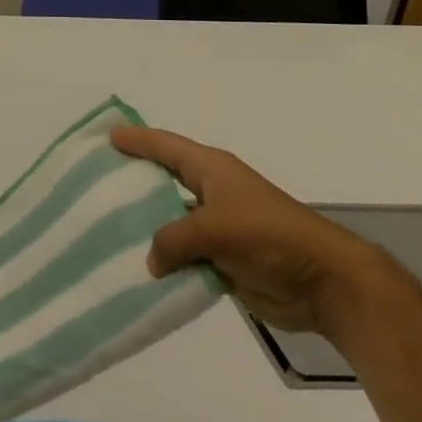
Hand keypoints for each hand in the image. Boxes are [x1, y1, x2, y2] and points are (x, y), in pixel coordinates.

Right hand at [112, 127, 386, 337]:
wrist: (327, 284)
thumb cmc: (270, 237)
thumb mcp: (214, 228)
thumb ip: (171, 239)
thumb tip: (152, 262)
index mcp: (212, 170)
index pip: (165, 146)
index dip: (136, 139)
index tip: (105, 137)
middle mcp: (211, 192)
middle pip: (163, 181)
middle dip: (132, 181)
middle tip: (94, 182)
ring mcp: (217, 227)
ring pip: (169, 221)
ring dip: (145, 227)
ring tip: (104, 227)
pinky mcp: (223, 259)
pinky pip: (182, 254)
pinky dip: (163, 259)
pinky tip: (136, 265)